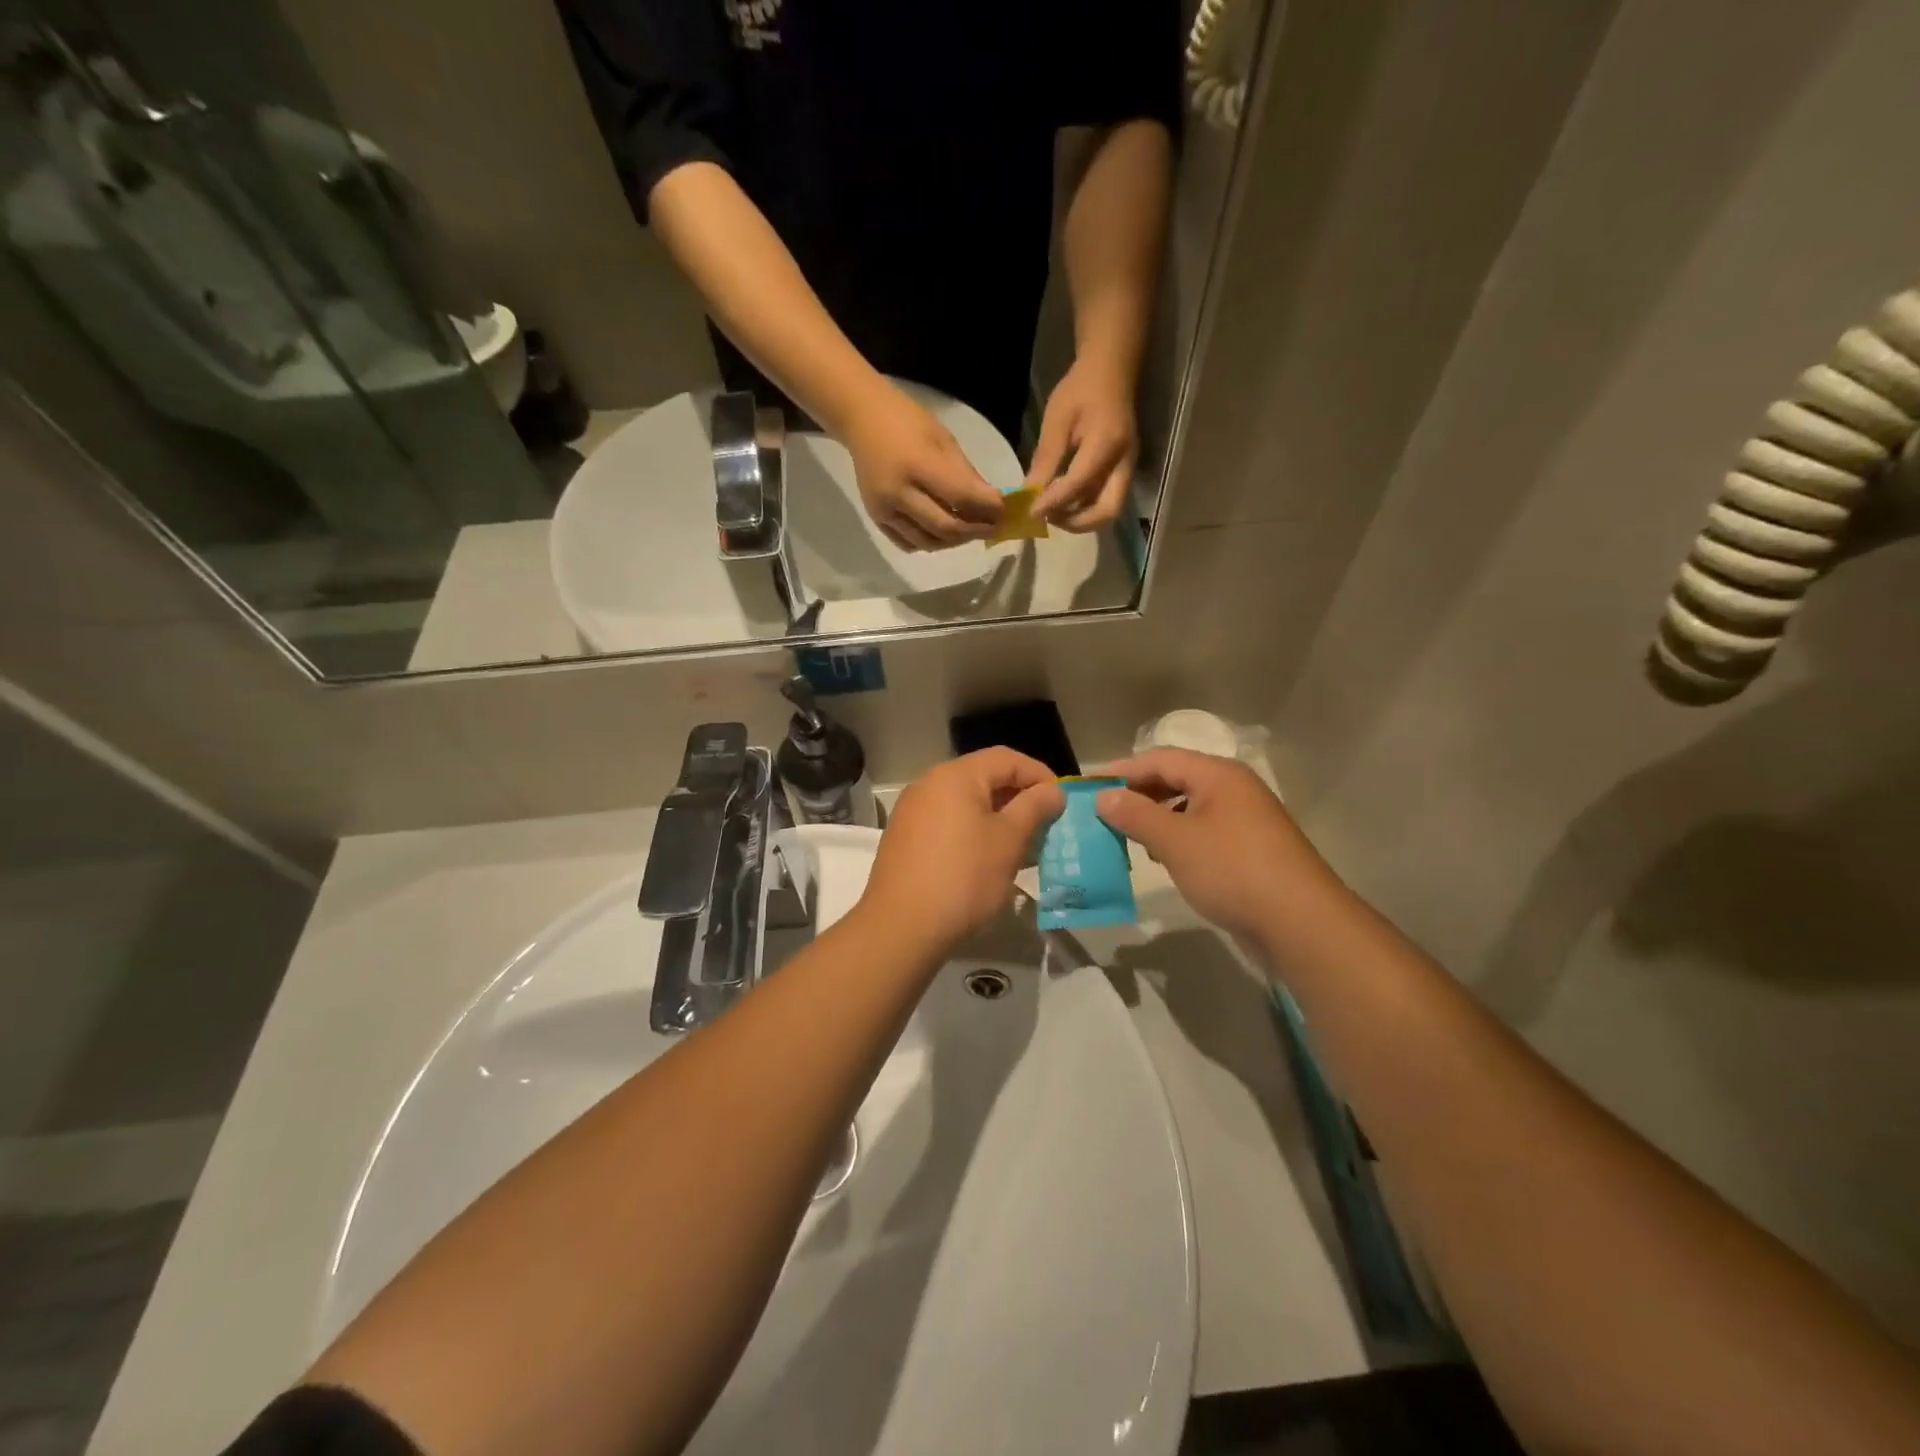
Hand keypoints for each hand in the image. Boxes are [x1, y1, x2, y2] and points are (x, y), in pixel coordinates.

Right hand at [841, 384, 1005, 551]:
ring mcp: (884, 510)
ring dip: (954, 541)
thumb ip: (967, 474)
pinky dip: (930, 543)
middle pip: (946, 527)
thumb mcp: (943, 440)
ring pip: (928, 542)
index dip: (987, 508)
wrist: (861, 419)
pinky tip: (943, 533)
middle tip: (993, 527)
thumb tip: (991, 504)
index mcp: (917, 465)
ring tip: (969, 531)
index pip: (960, 497)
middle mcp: (898, 493)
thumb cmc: (907, 421)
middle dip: (975, 530)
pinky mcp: (876, 519)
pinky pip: (908, 544)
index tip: (1004, 511)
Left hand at [856, 749, 1064, 957]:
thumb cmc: (964, 878)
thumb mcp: (1009, 841)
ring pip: (966, 802)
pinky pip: (948, 822)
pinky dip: (973, 831)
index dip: (1040, 775)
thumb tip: (1053, 791)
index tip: (1062, 801)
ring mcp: (912, 811)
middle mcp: (929, 784)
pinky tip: (988, 859)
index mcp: (955, 776)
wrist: (901, 928)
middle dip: (1019, 797)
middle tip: (1046, 824)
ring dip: (998, 817)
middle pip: (984, 777)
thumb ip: (1034, 808)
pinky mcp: (905, 838)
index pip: (1006, 758)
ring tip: (1023, 845)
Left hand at [1029, 357, 1138, 530]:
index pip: (1079, 485)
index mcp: (1106, 444)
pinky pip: (1105, 500)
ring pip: (1107, 510)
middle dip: (1076, 523)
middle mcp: (1123, 462)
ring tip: (1052, 511)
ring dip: (1080, 519)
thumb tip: (1028, 493)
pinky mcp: (1122, 471)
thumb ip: (1045, 459)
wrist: (1111, 371)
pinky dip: (1084, 509)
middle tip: (1048, 517)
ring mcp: (1127, 469)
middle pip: (1107, 511)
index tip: (1030, 512)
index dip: (1054, 503)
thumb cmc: (1081, 390)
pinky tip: (1062, 502)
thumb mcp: (1057, 420)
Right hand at [1095, 748, 1345, 942]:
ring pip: (1189, 807)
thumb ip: (1136, 815)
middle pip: (1176, 779)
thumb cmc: (1232, 871)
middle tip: (1102, 810)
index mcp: (1218, 775)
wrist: (1300, 923)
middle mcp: (1234, 789)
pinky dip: (1177, 836)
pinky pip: (1203, 830)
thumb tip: (1103, 796)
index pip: (1160, 759)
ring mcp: (1245, 819)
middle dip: (1138, 793)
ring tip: (1125, 834)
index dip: (1122, 770)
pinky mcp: (1250, 849)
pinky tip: (1161, 856)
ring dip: (1156, 817)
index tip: (1088, 785)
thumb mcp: (1175, 841)